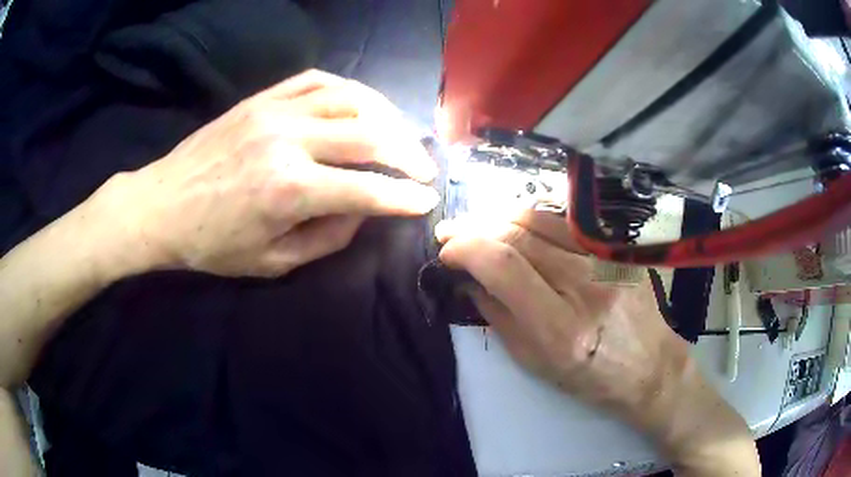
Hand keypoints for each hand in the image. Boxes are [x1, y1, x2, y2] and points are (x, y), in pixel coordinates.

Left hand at [95, 70, 438, 277]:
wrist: (161, 206)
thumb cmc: (211, 245)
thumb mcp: (270, 262)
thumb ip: (326, 237)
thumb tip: (364, 210)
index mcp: (289, 191)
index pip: (367, 189)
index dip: (405, 197)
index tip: (428, 201)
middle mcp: (289, 141)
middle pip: (369, 135)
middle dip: (408, 153)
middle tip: (424, 168)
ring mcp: (274, 112)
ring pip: (350, 99)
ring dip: (387, 116)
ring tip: (401, 134)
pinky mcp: (261, 99)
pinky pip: (317, 81)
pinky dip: (349, 90)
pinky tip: (362, 105)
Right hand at [436, 212, 685, 431]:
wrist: (648, 366)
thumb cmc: (588, 376)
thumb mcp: (533, 360)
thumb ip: (496, 315)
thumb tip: (467, 278)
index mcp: (561, 327)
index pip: (504, 265)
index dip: (467, 248)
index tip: (447, 252)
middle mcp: (586, 285)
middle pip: (519, 235)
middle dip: (475, 227)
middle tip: (451, 231)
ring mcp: (607, 260)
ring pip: (541, 220)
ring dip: (499, 217)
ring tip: (478, 225)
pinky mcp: (618, 248)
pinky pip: (565, 222)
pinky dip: (531, 219)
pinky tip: (515, 225)